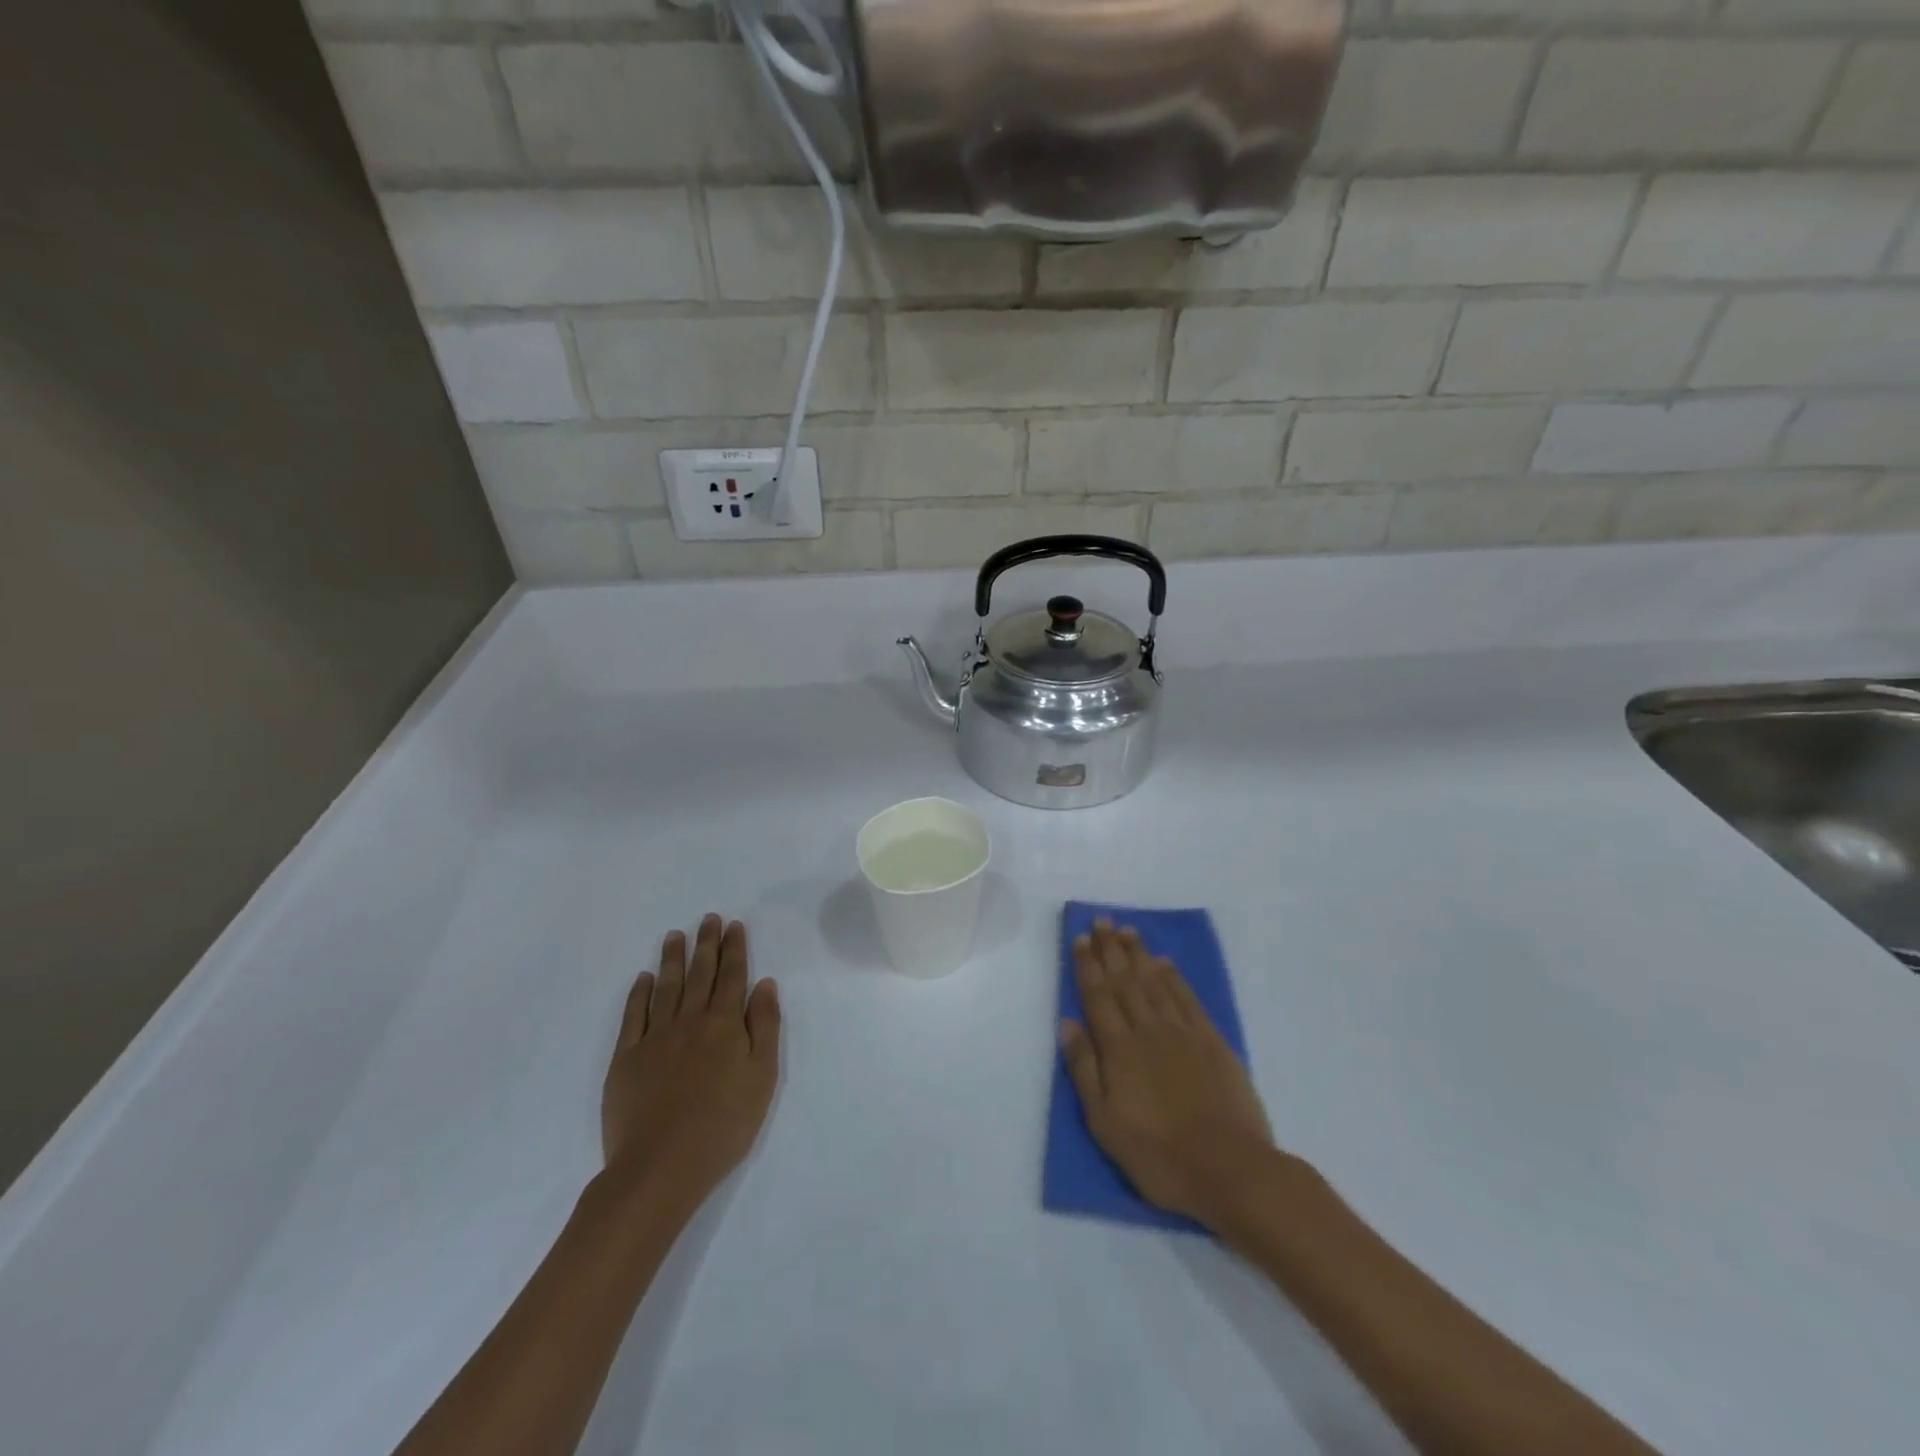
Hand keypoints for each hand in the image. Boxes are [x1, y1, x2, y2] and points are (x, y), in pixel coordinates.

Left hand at [602, 915, 780, 1208]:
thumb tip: (764, 984)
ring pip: (666, 988)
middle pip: (700, 974)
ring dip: (672, 959)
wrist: (661, 1166)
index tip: (734, 925)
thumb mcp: (762, 1077)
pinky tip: (643, 979)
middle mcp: (690, 1021)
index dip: (734, 949)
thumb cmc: (724, 1124)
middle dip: (706, 944)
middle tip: (708, 919)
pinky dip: (639, 994)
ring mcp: (655, 1038)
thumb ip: (765, 1027)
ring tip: (674, 935)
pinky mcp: (626, 1059)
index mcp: (725, 1025)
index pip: (732, 977)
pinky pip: (634, 1016)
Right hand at [1061, 920, 1274, 1227]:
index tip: (1080, 938)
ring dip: (1139, 953)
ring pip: (1155, 981)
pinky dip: (1174, 976)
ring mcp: (1183, 1032)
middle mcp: (1148, 1029)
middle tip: (1101, 920)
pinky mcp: (1212, 1041)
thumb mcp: (1105, 1123)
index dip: (1088, 965)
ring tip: (1127, 930)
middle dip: (1110, 948)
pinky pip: (1187, 997)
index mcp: (1119, 1048)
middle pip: (1125, 980)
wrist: (1230, 1169)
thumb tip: (1068, 1023)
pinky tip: (1165, 962)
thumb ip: (1084, 1069)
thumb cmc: (1158, 1155)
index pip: (1098, 995)